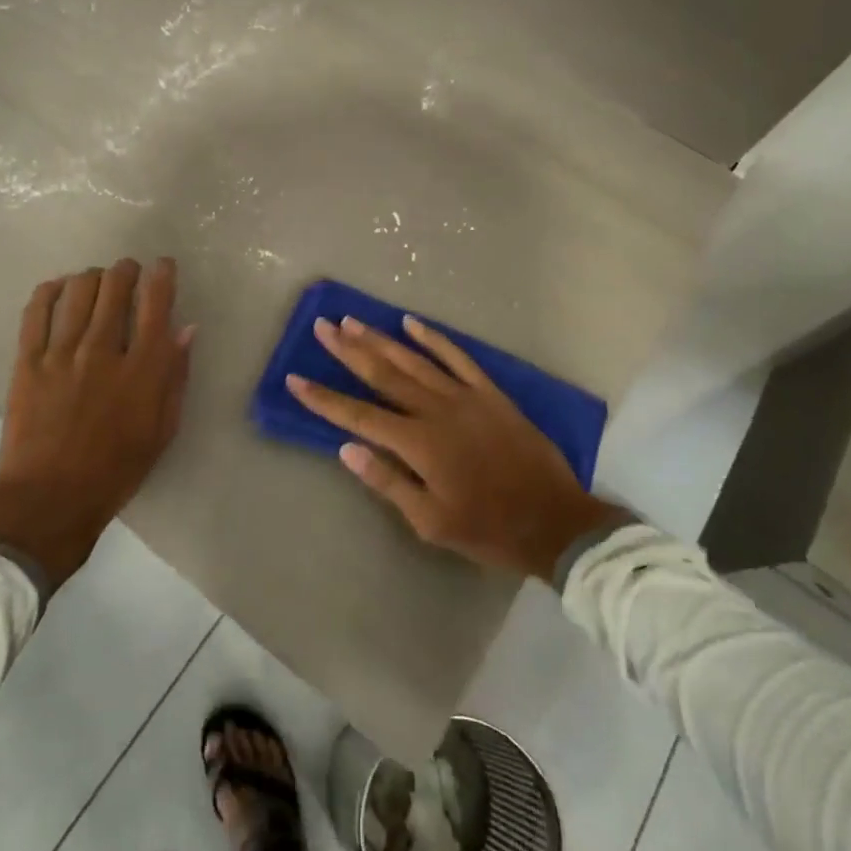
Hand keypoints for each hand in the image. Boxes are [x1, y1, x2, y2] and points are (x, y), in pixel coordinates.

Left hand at [0, 258, 194, 586]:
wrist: (50, 499)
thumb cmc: (116, 470)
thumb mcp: (162, 429)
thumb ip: (175, 376)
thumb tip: (186, 330)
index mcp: (142, 370)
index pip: (156, 303)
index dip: (162, 275)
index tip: (163, 265)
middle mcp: (103, 350)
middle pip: (115, 287)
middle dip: (126, 270)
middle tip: (128, 272)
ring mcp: (61, 353)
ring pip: (78, 290)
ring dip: (92, 276)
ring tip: (96, 280)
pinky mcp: (27, 361)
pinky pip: (36, 310)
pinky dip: (49, 290)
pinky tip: (58, 287)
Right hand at [288, 315, 629, 580]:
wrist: (554, 521)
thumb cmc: (487, 529)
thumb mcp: (430, 522)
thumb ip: (387, 482)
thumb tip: (347, 449)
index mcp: (418, 444)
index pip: (358, 416)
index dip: (324, 399)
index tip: (295, 379)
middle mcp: (436, 411)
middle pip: (383, 375)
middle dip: (349, 351)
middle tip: (322, 328)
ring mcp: (465, 397)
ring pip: (414, 360)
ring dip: (381, 339)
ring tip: (353, 321)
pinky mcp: (490, 393)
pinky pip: (457, 357)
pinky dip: (433, 338)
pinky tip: (412, 323)